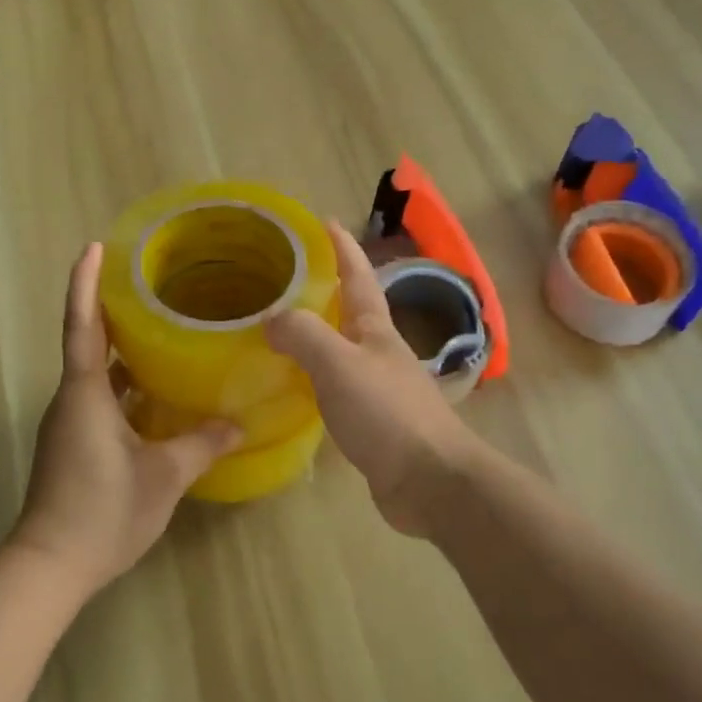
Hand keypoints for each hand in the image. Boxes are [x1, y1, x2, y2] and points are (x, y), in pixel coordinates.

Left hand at [9, 243, 242, 596]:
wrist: (49, 567)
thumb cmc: (103, 509)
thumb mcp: (164, 476)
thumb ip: (202, 444)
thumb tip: (238, 424)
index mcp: (85, 393)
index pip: (83, 325)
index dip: (86, 283)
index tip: (93, 247)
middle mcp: (72, 400)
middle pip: (90, 342)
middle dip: (114, 311)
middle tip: (151, 286)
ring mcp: (69, 424)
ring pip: (96, 374)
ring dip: (123, 352)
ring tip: (163, 332)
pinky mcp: (73, 445)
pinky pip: (100, 399)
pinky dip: (125, 386)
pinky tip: (156, 393)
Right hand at [265, 220, 481, 536]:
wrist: (430, 480)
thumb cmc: (386, 413)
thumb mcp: (338, 363)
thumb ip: (303, 334)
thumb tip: (271, 319)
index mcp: (375, 328)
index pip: (358, 275)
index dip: (342, 248)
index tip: (324, 221)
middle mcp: (379, 351)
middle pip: (350, 310)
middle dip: (324, 290)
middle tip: (286, 279)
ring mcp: (378, 387)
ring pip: (341, 349)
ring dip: (316, 334)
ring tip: (280, 329)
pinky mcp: (372, 421)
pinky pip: (336, 387)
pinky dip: (314, 377)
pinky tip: (294, 387)